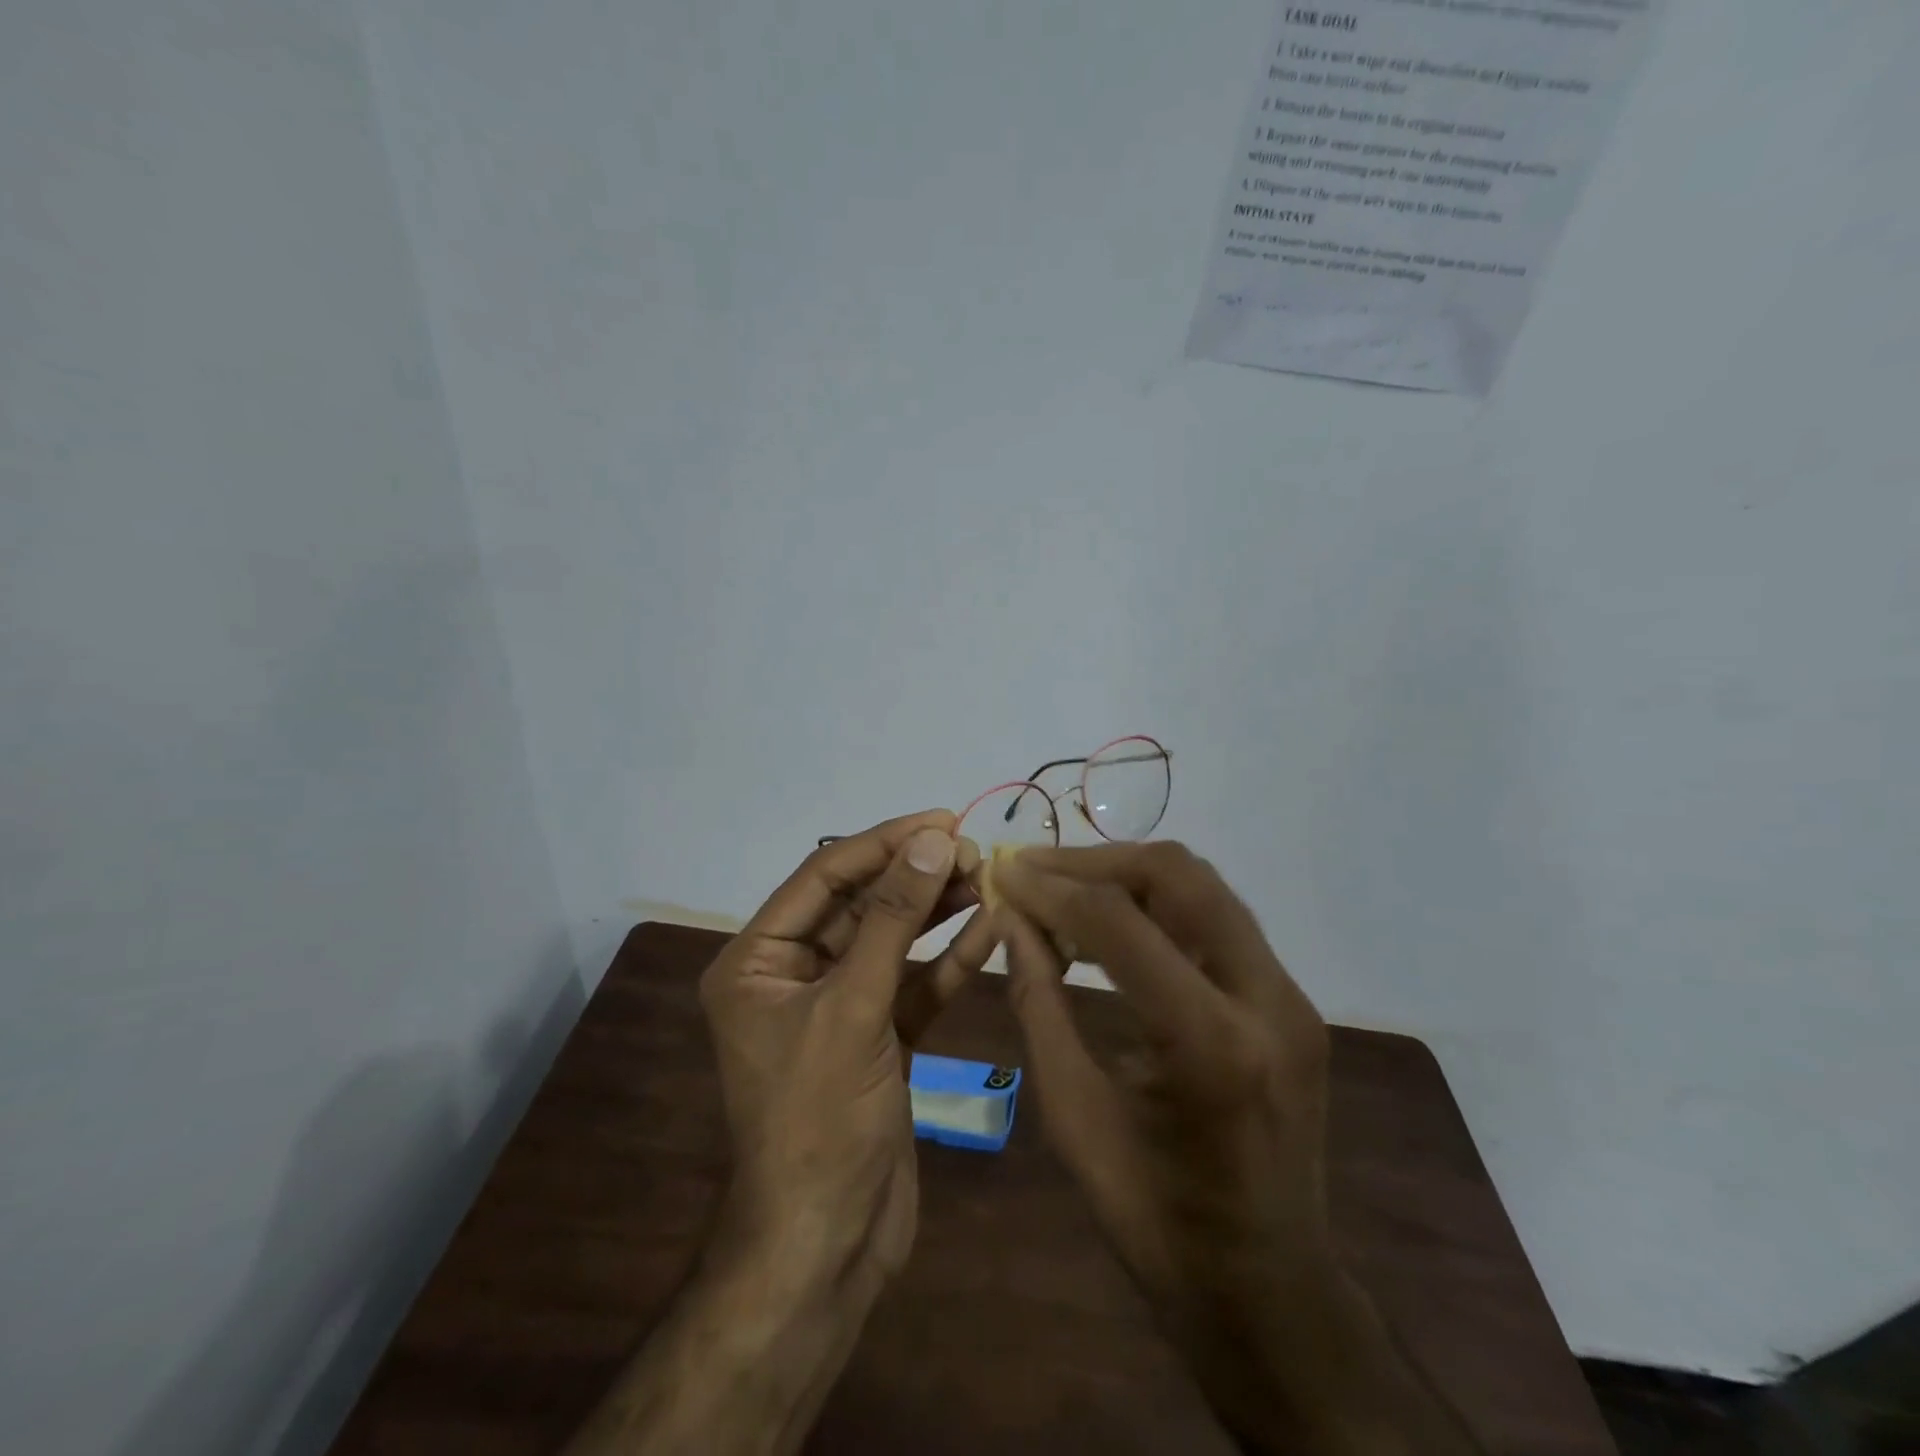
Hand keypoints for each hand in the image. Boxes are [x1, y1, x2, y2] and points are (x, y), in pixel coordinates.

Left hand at [699, 809, 992, 1297]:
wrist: (828, 1246)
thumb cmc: (818, 1119)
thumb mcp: (853, 1007)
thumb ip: (894, 920)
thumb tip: (932, 841)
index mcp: (758, 961)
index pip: (824, 878)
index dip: (882, 844)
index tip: (941, 820)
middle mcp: (794, 975)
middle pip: (861, 905)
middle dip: (915, 876)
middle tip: (973, 850)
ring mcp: (840, 1007)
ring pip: (893, 942)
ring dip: (937, 911)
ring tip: (986, 877)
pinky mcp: (879, 1037)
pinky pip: (915, 984)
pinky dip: (950, 960)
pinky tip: (989, 930)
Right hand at [993, 842, 1332, 1319]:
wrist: (1266, 1288)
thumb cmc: (1154, 1220)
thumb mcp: (1073, 1114)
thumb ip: (1039, 1003)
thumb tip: (1009, 921)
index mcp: (1210, 1045)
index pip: (1120, 924)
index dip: (1052, 890)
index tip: (1004, 873)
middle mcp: (1267, 1001)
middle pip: (1179, 876)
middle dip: (1096, 862)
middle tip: (1034, 870)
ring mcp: (1291, 997)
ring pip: (1204, 887)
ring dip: (1128, 875)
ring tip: (1064, 889)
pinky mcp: (1292, 1001)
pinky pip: (1218, 921)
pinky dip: (1158, 906)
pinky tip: (1111, 925)